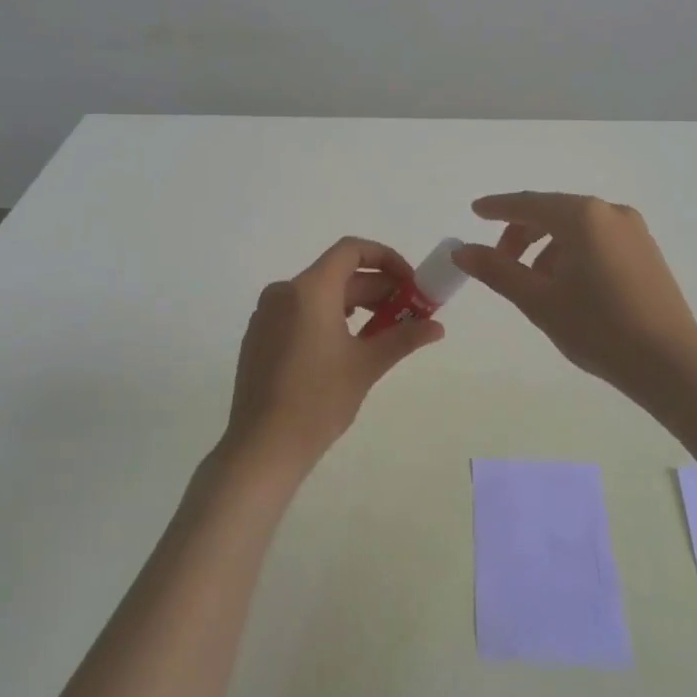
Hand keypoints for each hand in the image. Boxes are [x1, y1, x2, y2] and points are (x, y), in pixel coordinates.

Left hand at [224, 237, 444, 472]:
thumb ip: (404, 337)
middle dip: (376, 289)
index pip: (351, 250)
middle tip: (407, 312)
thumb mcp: (366, 365)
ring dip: (354, 304)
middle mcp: (284, 292)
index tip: (409, 283)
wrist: (262, 447)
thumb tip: (437, 327)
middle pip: (337, 274)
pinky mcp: (259, 336)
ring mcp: (266, 314)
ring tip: (382, 331)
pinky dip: (327, 317)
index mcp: (309, 289)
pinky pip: (299, 312)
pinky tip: (345, 347)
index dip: (386, 259)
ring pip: (318, 294)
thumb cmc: (318, 400)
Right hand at [453, 192, 696, 400]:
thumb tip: (461, 250)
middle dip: (521, 233)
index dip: (497, 207)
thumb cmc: (598, 327)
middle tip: (500, 263)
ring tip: (535, 284)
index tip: (475, 211)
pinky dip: (573, 252)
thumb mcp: (539, 300)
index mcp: (582, 216)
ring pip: (576, 228)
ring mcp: (633, 230)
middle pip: (553, 212)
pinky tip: (567, 286)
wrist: (670, 363)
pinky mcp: (646, 251)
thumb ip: (497, 270)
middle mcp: (610, 212)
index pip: (528, 203)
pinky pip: (598, 239)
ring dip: (547, 247)